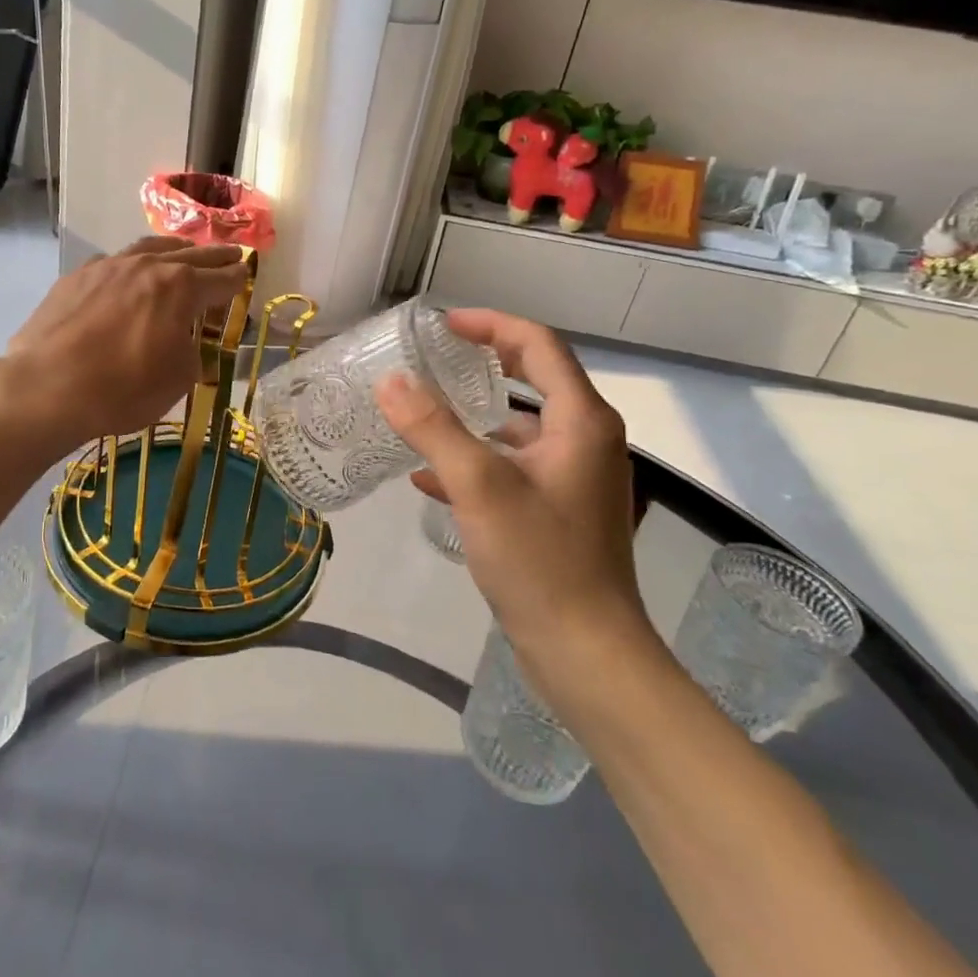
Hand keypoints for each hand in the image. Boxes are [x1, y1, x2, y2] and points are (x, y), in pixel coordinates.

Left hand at [2, 236, 248, 452]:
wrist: (47, 386)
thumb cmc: (123, 388)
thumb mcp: (177, 380)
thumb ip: (190, 353)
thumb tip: (185, 343)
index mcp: (180, 288)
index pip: (219, 279)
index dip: (236, 278)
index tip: (246, 273)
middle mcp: (147, 266)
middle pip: (190, 255)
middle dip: (214, 256)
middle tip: (231, 252)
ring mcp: (108, 267)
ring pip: (148, 248)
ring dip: (172, 249)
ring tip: (184, 250)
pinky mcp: (76, 277)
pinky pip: (113, 262)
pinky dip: (131, 264)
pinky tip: (128, 272)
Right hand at [374, 309, 652, 698]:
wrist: (586, 651)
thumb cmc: (539, 560)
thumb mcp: (478, 487)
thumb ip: (432, 428)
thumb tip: (390, 380)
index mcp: (581, 421)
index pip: (538, 345)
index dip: (491, 324)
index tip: (443, 324)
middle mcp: (586, 439)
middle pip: (535, 377)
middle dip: (484, 361)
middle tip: (435, 356)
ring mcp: (574, 477)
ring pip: (520, 426)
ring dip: (474, 414)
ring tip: (422, 411)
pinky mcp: (560, 509)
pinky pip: (514, 465)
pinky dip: (476, 460)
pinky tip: (427, 477)